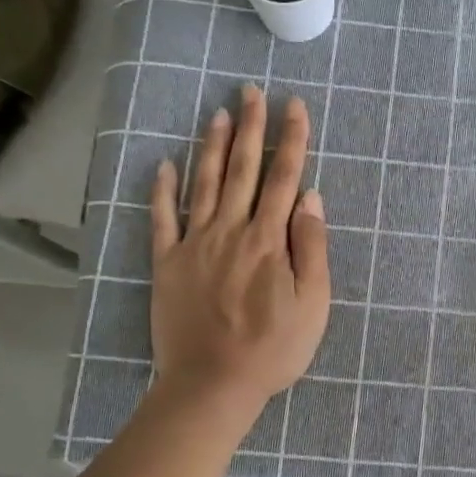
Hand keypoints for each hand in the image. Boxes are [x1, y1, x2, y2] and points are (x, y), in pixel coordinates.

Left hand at [150, 85, 329, 410]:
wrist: (212, 384)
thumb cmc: (273, 348)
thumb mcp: (313, 303)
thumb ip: (312, 247)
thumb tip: (310, 196)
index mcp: (269, 240)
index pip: (285, 178)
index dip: (292, 139)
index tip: (295, 106)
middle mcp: (231, 230)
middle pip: (244, 170)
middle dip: (251, 128)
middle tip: (251, 92)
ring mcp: (195, 244)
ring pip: (204, 184)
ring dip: (213, 147)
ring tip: (218, 113)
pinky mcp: (167, 263)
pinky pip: (162, 219)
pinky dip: (162, 190)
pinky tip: (163, 164)